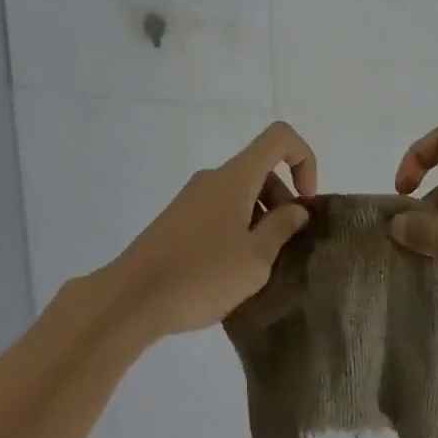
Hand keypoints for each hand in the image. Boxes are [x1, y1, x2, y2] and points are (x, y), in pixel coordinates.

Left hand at [107, 121, 317, 338]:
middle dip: (283, 200)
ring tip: (259, 267)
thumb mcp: (255, 259)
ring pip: (240, 193)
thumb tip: (295, 209)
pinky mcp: (176, 221)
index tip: (305, 202)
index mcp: (236, 177)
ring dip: (260, 219)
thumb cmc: (201, 275)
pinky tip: (230, 272)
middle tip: (284, 247)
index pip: (279, 137)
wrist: (131, 299)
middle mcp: (213, 178)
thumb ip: (281, 229)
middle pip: (260, 169)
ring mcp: (191, 198)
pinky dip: (237, 229)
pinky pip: (219, 211)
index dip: (304, 159)